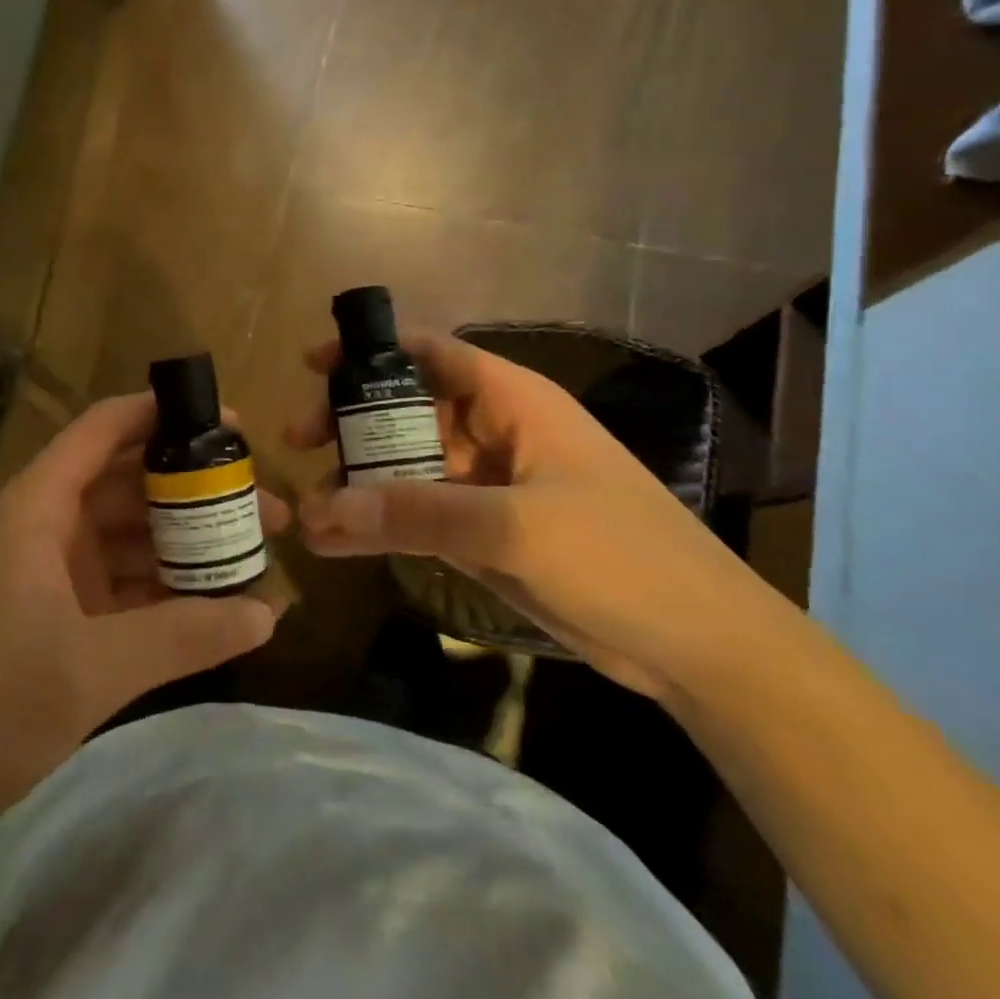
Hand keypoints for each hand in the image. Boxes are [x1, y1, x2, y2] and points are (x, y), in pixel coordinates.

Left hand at [0, 393, 283, 834]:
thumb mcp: (92, 669)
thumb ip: (182, 636)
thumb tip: (269, 612)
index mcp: (41, 507)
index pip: (104, 429)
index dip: (163, 414)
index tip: (229, 425)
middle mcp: (48, 526)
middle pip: (130, 483)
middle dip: (196, 489)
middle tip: (267, 505)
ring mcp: (52, 573)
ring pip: (131, 536)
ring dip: (186, 542)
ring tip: (254, 553)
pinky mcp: (58, 616)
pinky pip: (122, 584)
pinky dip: (164, 588)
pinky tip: (214, 603)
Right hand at [287, 329, 773, 700]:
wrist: (700, 647)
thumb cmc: (621, 558)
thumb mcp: (514, 527)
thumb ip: (416, 514)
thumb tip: (322, 509)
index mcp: (513, 401)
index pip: (432, 354)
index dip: (372, 351)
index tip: (313, 364)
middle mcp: (495, 433)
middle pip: (408, 410)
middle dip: (351, 423)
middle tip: (299, 443)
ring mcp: (489, 485)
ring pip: (408, 467)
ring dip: (360, 482)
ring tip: (309, 506)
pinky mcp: (486, 532)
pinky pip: (420, 515)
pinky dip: (381, 524)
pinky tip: (338, 540)